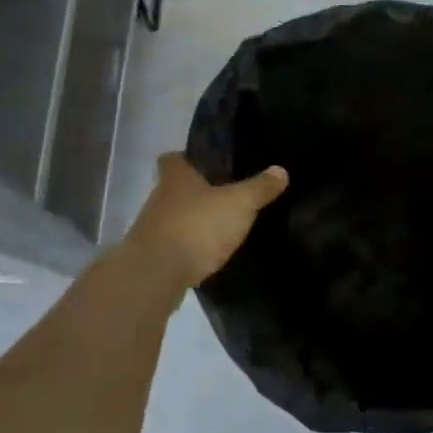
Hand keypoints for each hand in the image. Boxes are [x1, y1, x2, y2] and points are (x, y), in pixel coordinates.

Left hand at [126, 153, 288, 287]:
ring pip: (172, 217)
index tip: (203, 163)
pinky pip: (173, 245)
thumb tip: (281, 170)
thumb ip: (259, 188)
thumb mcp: (238, 204)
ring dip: (190, 221)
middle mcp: (158, 198)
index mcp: (176, 178)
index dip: (186, 158)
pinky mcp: (152, 257)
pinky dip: (187, 248)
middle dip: (194, 192)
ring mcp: (151, 229)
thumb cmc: (197, 226)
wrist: (156, 275)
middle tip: (222, 196)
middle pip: (173, 188)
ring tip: (218, 227)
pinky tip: (206, 255)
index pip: (172, 158)